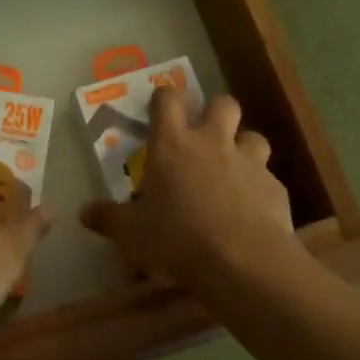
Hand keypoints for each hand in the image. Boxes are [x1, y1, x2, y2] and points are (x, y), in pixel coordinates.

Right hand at [80, 88, 304, 293]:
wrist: (242, 261)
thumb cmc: (178, 238)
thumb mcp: (132, 234)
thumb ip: (108, 218)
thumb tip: (83, 212)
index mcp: (172, 144)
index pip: (168, 99)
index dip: (164, 98)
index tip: (160, 108)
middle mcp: (213, 142)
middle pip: (222, 103)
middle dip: (215, 112)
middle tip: (205, 135)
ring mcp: (249, 162)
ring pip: (253, 136)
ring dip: (244, 147)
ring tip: (234, 170)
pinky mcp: (275, 187)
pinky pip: (268, 178)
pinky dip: (260, 189)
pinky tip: (253, 211)